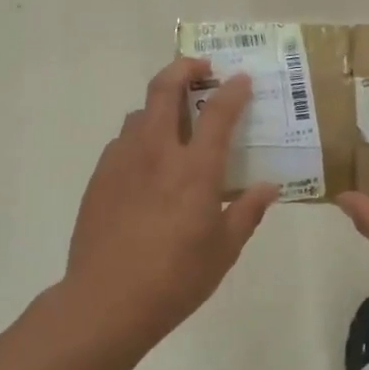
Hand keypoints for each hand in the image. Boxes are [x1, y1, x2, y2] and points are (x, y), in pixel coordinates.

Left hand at [63, 57, 277, 344]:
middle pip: (164, 89)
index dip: (233, 91)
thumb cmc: (175, 278)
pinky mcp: (99, 177)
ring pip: (139, 112)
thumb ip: (248, 213)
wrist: (105, 301)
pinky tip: (146, 163)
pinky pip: (122, 141)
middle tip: (201, 69)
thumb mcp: (223, 251)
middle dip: (184, 68)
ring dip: (159, 104)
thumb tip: (269, 187)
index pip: (218, 113)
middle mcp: (156, 152)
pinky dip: (139, 137)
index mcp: (194, 169)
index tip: (241, 79)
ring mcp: (122, 161)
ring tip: (174, 120)